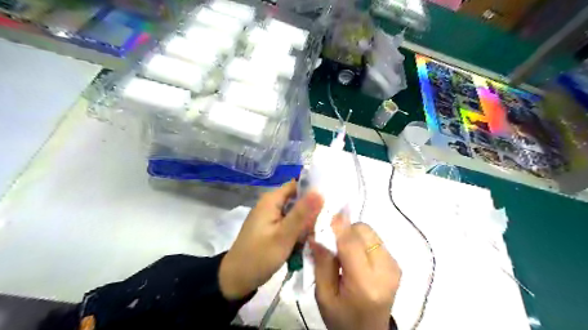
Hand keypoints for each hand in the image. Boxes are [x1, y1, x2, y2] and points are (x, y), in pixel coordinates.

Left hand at [219, 182, 322, 300]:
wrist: (235, 280)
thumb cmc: (259, 256)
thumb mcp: (283, 235)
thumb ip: (302, 214)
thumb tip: (320, 191)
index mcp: (271, 200)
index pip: (297, 185)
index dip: (314, 190)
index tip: (332, 200)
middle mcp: (271, 204)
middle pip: (297, 199)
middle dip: (312, 209)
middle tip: (330, 219)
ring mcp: (271, 217)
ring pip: (295, 213)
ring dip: (307, 221)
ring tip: (324, 230)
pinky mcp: (271, 228)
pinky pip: (289, 223)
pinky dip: (299, 229)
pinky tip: (310, 239)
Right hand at [310, 219, 402, 329]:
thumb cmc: (342, 318)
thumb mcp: (324, 295)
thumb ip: (322, 262)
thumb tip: (316, 233)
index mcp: (365, 283)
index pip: (351, 243)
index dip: (336, 226)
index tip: (321, 219)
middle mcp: (385, 270)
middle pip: (363, 231)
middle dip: (344, 231)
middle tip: (331, 243)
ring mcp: (394, 265)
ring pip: (369, 231)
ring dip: (353, 235)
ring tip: (343, 252)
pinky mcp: (395, 262)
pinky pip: (374, 239)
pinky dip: (361, 241)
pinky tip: (355, 256)